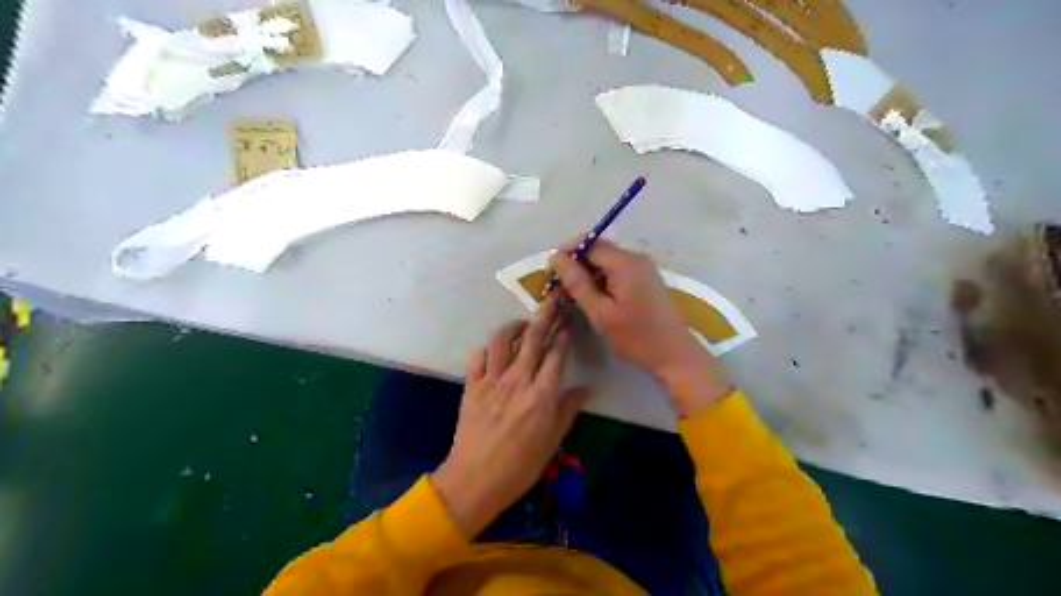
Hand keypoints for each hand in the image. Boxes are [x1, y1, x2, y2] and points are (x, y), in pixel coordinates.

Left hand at [434, 299, 596, 537]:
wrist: (475, 480)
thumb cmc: (520, 466)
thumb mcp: (552, 441)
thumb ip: (569, 409)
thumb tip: (587, 388)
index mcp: (542, 394)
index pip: (556, 354)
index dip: (564, 333)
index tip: (569, 319)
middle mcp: (518, 380)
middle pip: (533, 339)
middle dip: (544, 317)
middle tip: (551, 302)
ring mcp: (492, 381)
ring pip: (502, 341)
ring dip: (514, 327)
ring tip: (522, 325)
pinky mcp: (472, 387)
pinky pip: (477, 358)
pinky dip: (485, 350)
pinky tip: (492, 351)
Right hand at [547, 240, 730, 416]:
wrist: (675, 356)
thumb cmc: (637, 337)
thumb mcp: (601, 313)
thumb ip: (577, 283)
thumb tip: (556, 258)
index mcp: (625, 263)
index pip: (589, 243)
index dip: (567, 253)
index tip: (550, 274)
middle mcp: (635, 258)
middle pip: (597, 251)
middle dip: (575, 265)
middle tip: (557, 289)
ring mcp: (643, 269)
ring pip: (605, 262)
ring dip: (586, 275)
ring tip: (570, 297)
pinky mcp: (645, 280)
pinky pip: (616, 272)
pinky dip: (600, 281)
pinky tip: (591, 299)